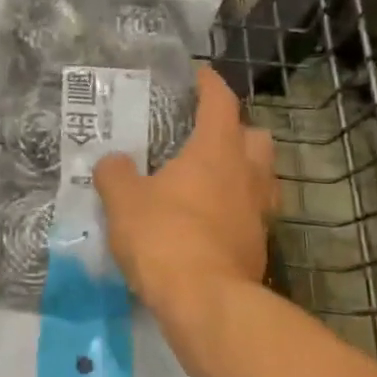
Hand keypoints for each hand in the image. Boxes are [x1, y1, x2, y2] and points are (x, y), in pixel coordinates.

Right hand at [93, 65, 278, 315]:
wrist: (205, 302)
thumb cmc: (164, 236)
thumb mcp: (123, 200)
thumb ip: (115, 174)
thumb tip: (112, 162)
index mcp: (216, 150)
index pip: (221, 102)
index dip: (210, 84)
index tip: (199, 74)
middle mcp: (247, 175)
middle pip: (257, 138)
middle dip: (238, 130)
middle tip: (208, 135)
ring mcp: (259, 212)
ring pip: (263, 177)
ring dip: (244, 171)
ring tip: (213, 178)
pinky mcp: (260, 247)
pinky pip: (254, 214)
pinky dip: (237, 209)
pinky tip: (211, 220)